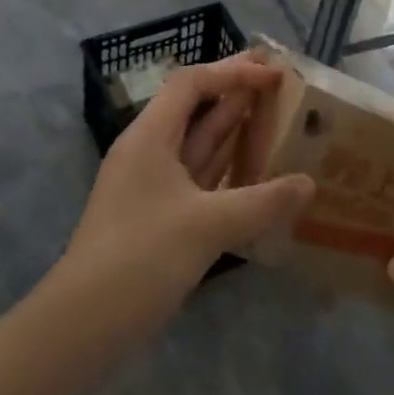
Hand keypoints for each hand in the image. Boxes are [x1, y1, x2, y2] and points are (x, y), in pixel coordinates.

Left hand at [63, 54, 313, 314]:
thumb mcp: (208, 224)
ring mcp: (152, 186)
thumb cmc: (143, 256)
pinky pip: (198, 179)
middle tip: (280, 85)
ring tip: (275, 118)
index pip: (192, 84)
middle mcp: (149, 152)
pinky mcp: (159, 217)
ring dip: (232, 131)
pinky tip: (255, 174)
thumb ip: (263, 201)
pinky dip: (226, 171)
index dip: (233, 72)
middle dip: (235, 93)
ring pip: (197, 146)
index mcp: (150, 137)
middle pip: (194, 109)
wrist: (85, 322)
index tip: (274, 74)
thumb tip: (308, 184)